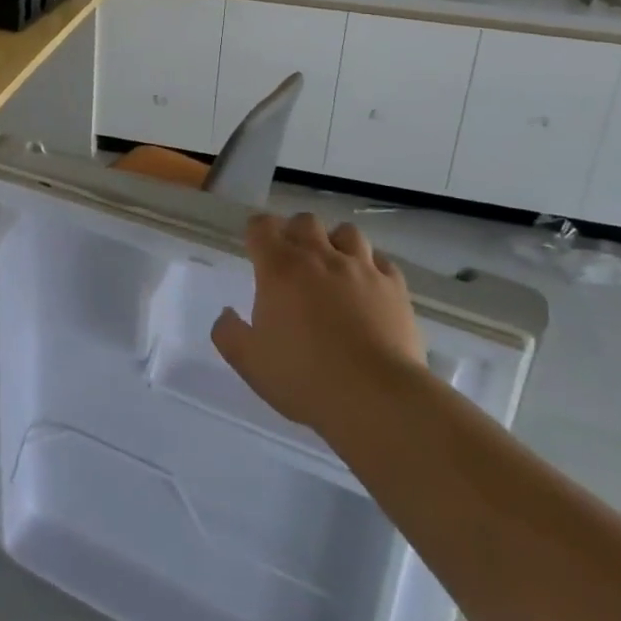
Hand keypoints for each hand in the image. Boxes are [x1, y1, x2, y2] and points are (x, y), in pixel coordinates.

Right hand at [211, 213, 426, 436]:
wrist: (376, 398)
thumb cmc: (304, 378)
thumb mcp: (250, 363)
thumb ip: (228, 333)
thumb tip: (226, 314)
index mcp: (279, 269)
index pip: (262, 227)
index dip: (257, 232)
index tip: (255, 246)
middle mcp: (319, 257)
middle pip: (305, 222)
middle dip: (296, 233)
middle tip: (293, 260)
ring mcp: (361, 268)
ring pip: (347, 232)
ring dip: (336, 244)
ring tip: (334, 268)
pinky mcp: (394, 287)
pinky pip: (381, 261)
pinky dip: (371, 267)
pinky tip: (368, 287)